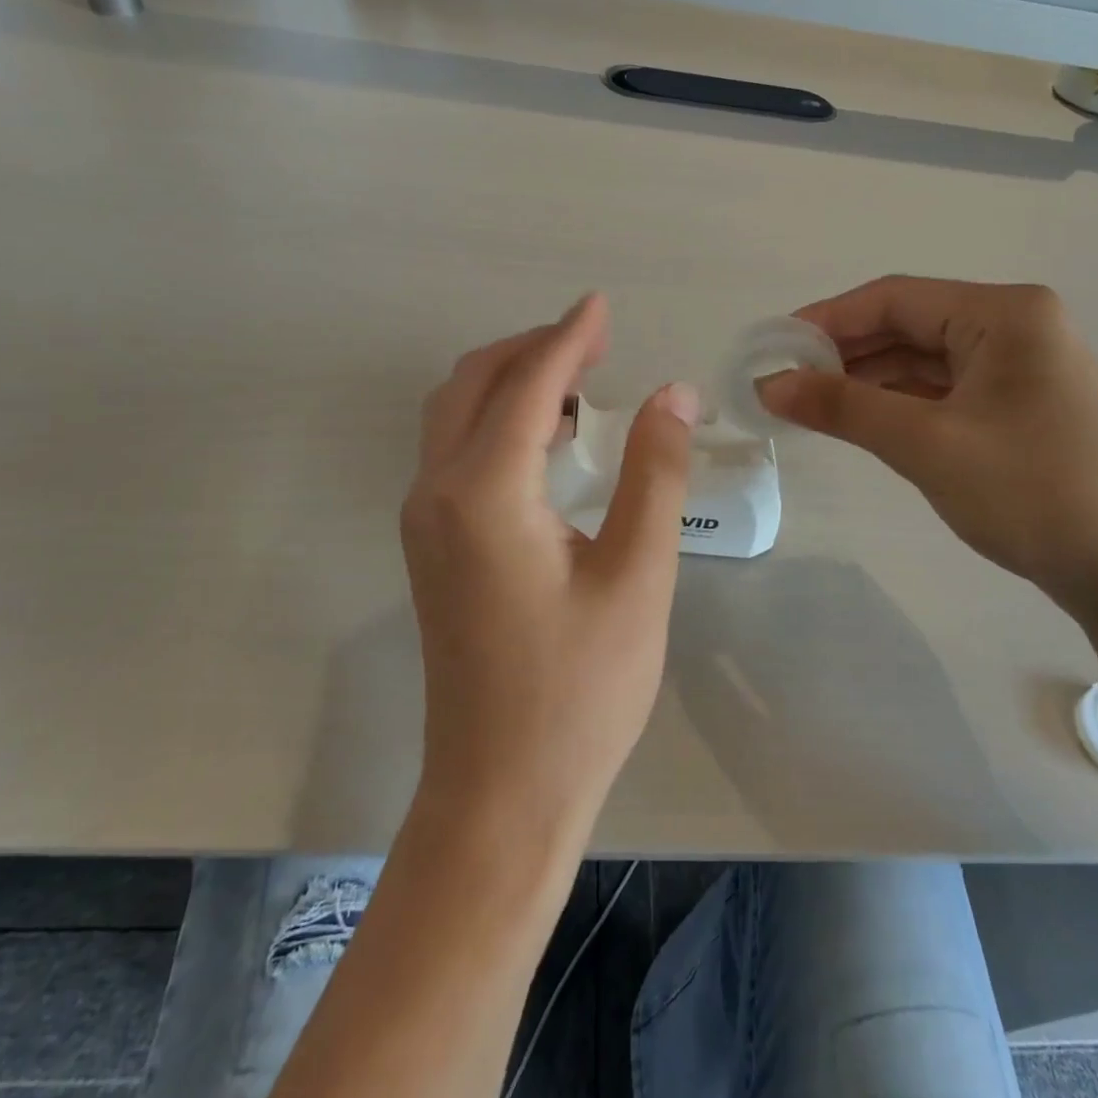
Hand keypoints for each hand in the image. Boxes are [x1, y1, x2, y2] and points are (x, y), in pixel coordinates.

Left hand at [401, 293, 700, 833]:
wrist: (500, 793)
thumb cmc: (580, 692)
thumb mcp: (637, 577)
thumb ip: (653, 474)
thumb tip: (672, 395)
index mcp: (485, 492)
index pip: (529, 385)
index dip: (569, 337)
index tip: (603, 304)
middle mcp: (437, 492)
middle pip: (473, 384)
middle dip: (534, 349)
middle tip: (598, 342)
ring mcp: (424, 521)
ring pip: (455, 414)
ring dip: (512, 382)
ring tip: (580, 381)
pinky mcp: (431, 547)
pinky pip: (455, 451)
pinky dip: (498, 421)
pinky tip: (549, 441)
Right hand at [758, 276, 1097, 595]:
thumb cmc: (1029, 491)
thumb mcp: (925, 443)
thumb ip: (842, 406)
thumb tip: (767, 384)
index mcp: (1005, 313)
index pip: (895, 298)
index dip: (827, 319)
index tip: (773, 346)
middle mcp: (1015, 326)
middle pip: (908, 324)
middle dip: (844, 352)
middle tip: (784, 380)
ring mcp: (1019, 366)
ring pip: (922, 358)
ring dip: (867, 378)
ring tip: (809, 402)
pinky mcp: (1015, 404)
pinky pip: (941, 388)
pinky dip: (897, 401)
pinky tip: (858, 418)